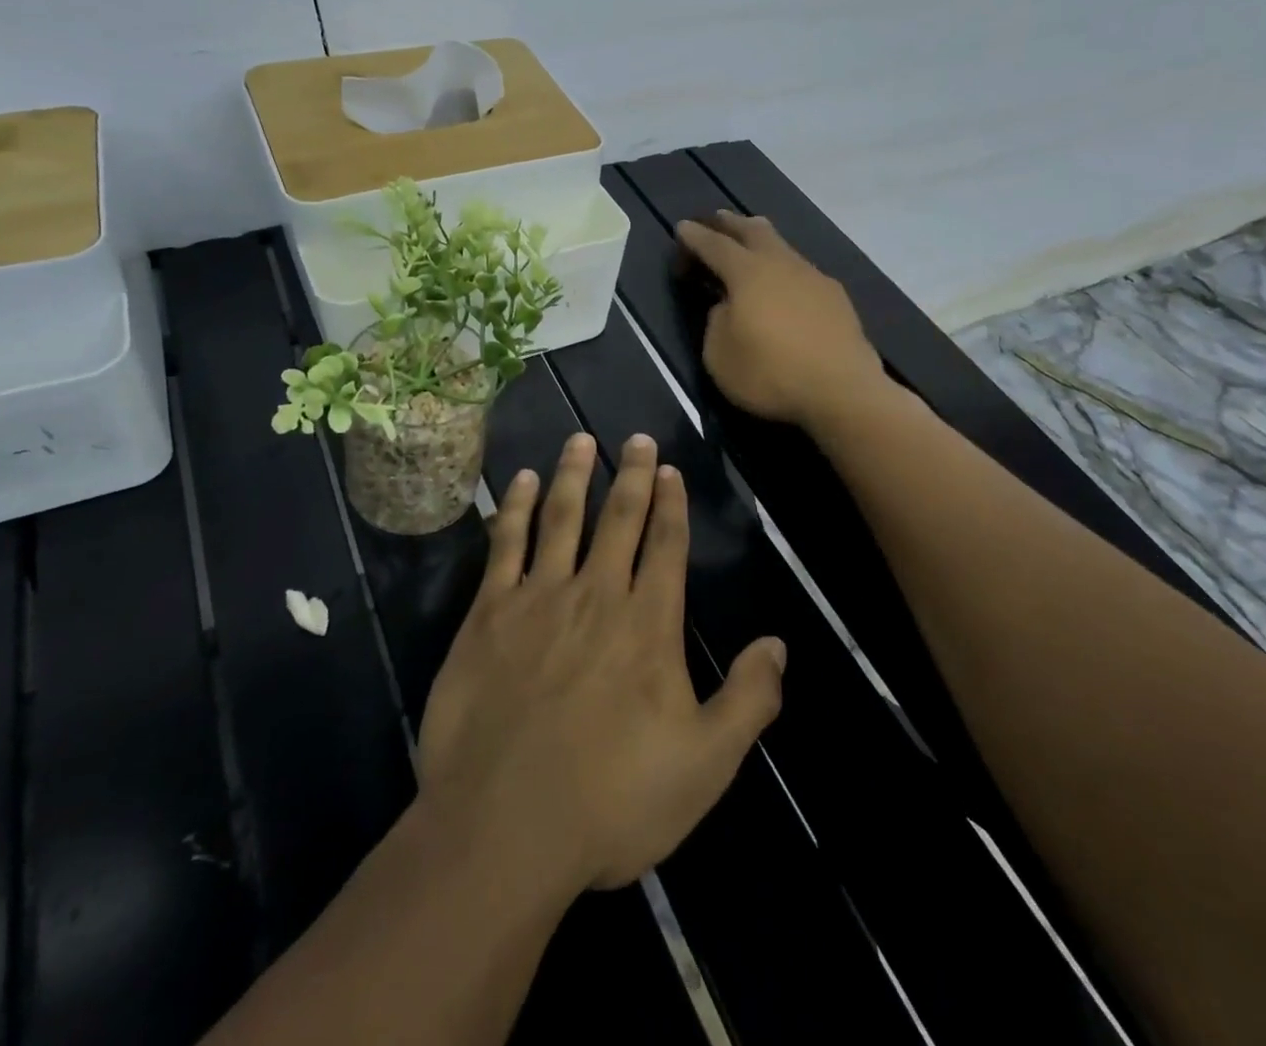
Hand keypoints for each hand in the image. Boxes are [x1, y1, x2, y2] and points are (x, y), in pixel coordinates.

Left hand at [417, 432, 786, 893]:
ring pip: (560, 518)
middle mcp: (597, 595)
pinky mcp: (488, 614)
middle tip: (636, 437)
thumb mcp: (705, 765)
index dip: (671, 505)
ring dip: (572, 475)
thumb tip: (777, 644)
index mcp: (648, 624)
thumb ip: (748, 700)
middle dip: (632, 475)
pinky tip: (518, 482)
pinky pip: (504, 545)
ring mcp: (538, 599)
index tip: (670, 469)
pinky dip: (512, 508)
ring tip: (580, 439)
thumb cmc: (612, 800)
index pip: (666, 546)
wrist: (504, 828)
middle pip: (619, 519)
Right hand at [676, 211, 886, 428]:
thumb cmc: (770, 373)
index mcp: (747, 273)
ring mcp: (814, 277)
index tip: (682, 227)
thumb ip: (716, 322)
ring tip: (751, 244)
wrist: (842, 391)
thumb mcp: (719, 355)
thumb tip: (727, 306)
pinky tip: (785, 285)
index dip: (695, 236)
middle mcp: (782, 264)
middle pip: (754, 231)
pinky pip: (802, 271)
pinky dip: (784, 269)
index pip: (715, 245)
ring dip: (762, 242)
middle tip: (717, 219)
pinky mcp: (836, 297)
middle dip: (731, 224)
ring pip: (782, 247)